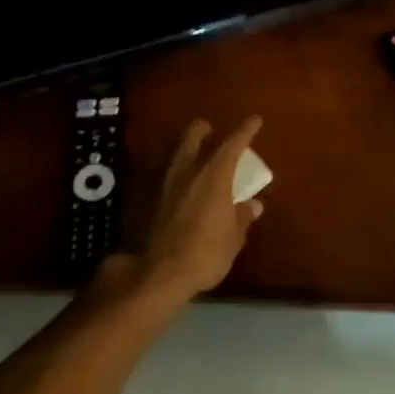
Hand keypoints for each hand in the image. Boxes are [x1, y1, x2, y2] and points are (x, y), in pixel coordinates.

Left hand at [134, 117, 264, 300]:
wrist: (153, 273)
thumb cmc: (203, 255)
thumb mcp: (232, 239)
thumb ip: (242, 217)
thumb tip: (252, 205)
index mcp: (214, 175)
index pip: (233, 142)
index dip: (246, 130)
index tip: (255, 120)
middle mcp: (185, 168)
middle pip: (193, 134)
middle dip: (204, 130)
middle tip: (212, 133)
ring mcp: (159, 179)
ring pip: (171, 149)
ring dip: (182, 146)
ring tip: (190, 155)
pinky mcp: (140, 194)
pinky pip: (155, 170)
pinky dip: (166, 169)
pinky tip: (169, 181)